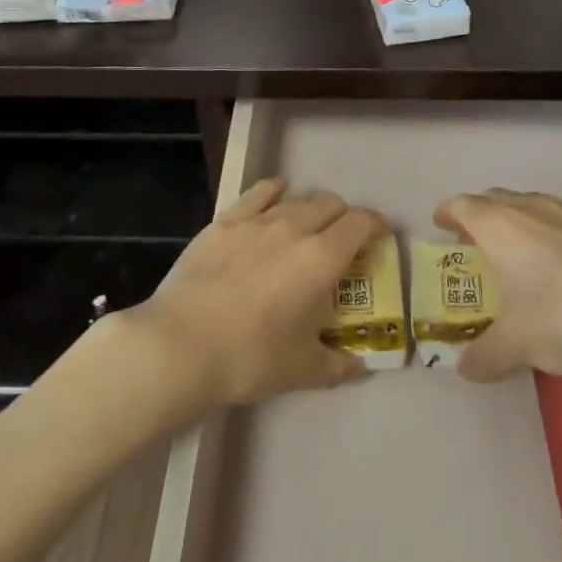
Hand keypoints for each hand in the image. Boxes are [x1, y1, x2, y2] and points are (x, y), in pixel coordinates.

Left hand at [120, 178, 386, 410]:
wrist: (180, 344)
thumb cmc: (249, 358)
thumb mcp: (301, 370)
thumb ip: (337, 364)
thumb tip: (360, 366)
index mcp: (321, 259)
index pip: (360, 223)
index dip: (376, 224)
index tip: (380, 235)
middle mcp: (294, 227)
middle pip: (331, 204)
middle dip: (345, 217)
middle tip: (343, 240)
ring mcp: (257, 220)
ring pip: (297, 197)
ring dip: (312, 207)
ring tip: (308, 226)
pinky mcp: (225, 221)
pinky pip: (259, 192)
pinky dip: (275, 192)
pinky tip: (275, 197)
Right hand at [436, 189, 561, 390]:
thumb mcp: (519, 347)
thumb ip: (485, 355)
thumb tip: (465, 368)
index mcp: (501, 227)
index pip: (463, 206)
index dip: (449, 213)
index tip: (442, 224)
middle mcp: (535, 207)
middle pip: (498, 199)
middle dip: (483, 216)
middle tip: (480, 243)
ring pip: (539, 206)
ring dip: (525, 223)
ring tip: (530, 253)